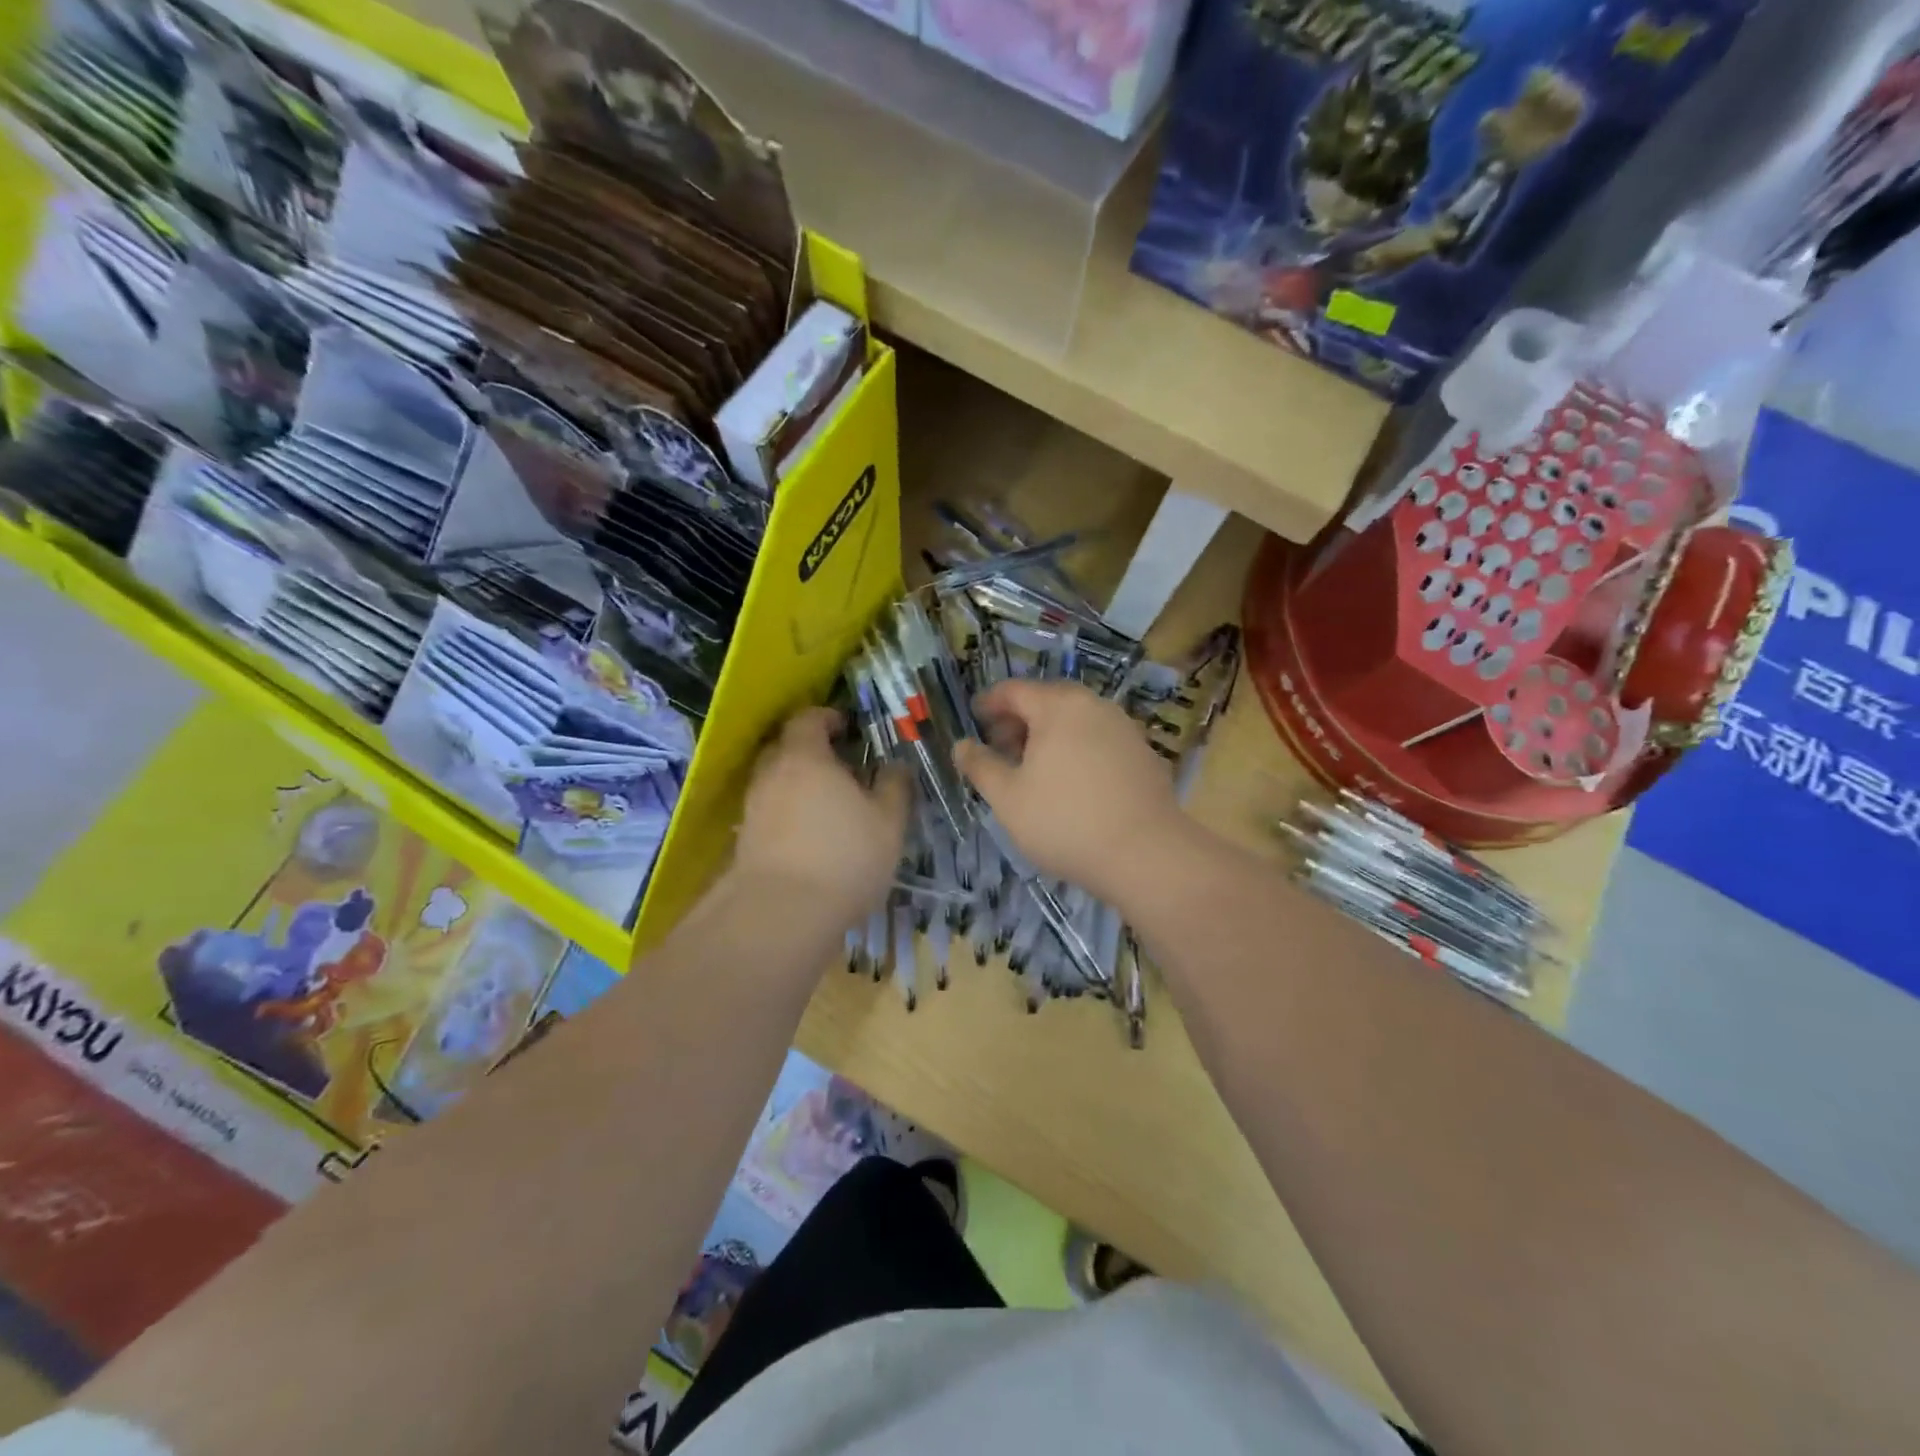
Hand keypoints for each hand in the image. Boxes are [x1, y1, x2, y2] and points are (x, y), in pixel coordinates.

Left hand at [734, 707, 908, 926]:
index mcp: (805, 758)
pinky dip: (787, 814)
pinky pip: (769, 813)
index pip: (807, 719)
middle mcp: (771, 775)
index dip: (827, 718)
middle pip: (785, 748)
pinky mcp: (745, 841)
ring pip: (775, 782)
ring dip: (797, 785)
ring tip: (827, 807)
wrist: (781, 915)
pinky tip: (809, 838)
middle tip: (841, 768)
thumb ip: (894, 787)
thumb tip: (896, 766)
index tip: (847, 728)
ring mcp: (752, 809)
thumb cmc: (845, 856)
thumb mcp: (888, 822)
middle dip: (810, 751)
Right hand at [953, 680, 1186, 905]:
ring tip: (1033, 769)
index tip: (973, 721)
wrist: (1146, 853)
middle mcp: (1094, 706)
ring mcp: (1124, 728)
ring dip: (1049, 736)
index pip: (1014, 690)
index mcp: (1058, 706)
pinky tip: (1071, 783)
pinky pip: (1099, 740)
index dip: (988, 703)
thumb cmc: (1064, 820)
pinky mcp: (1143, 754)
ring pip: (1076, 720)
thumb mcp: (1008, 798)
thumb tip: (962, 745)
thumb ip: (980, 766)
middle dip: (1019, 720)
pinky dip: (1077, 749)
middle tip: (1000, 749)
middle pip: (1047, 701)